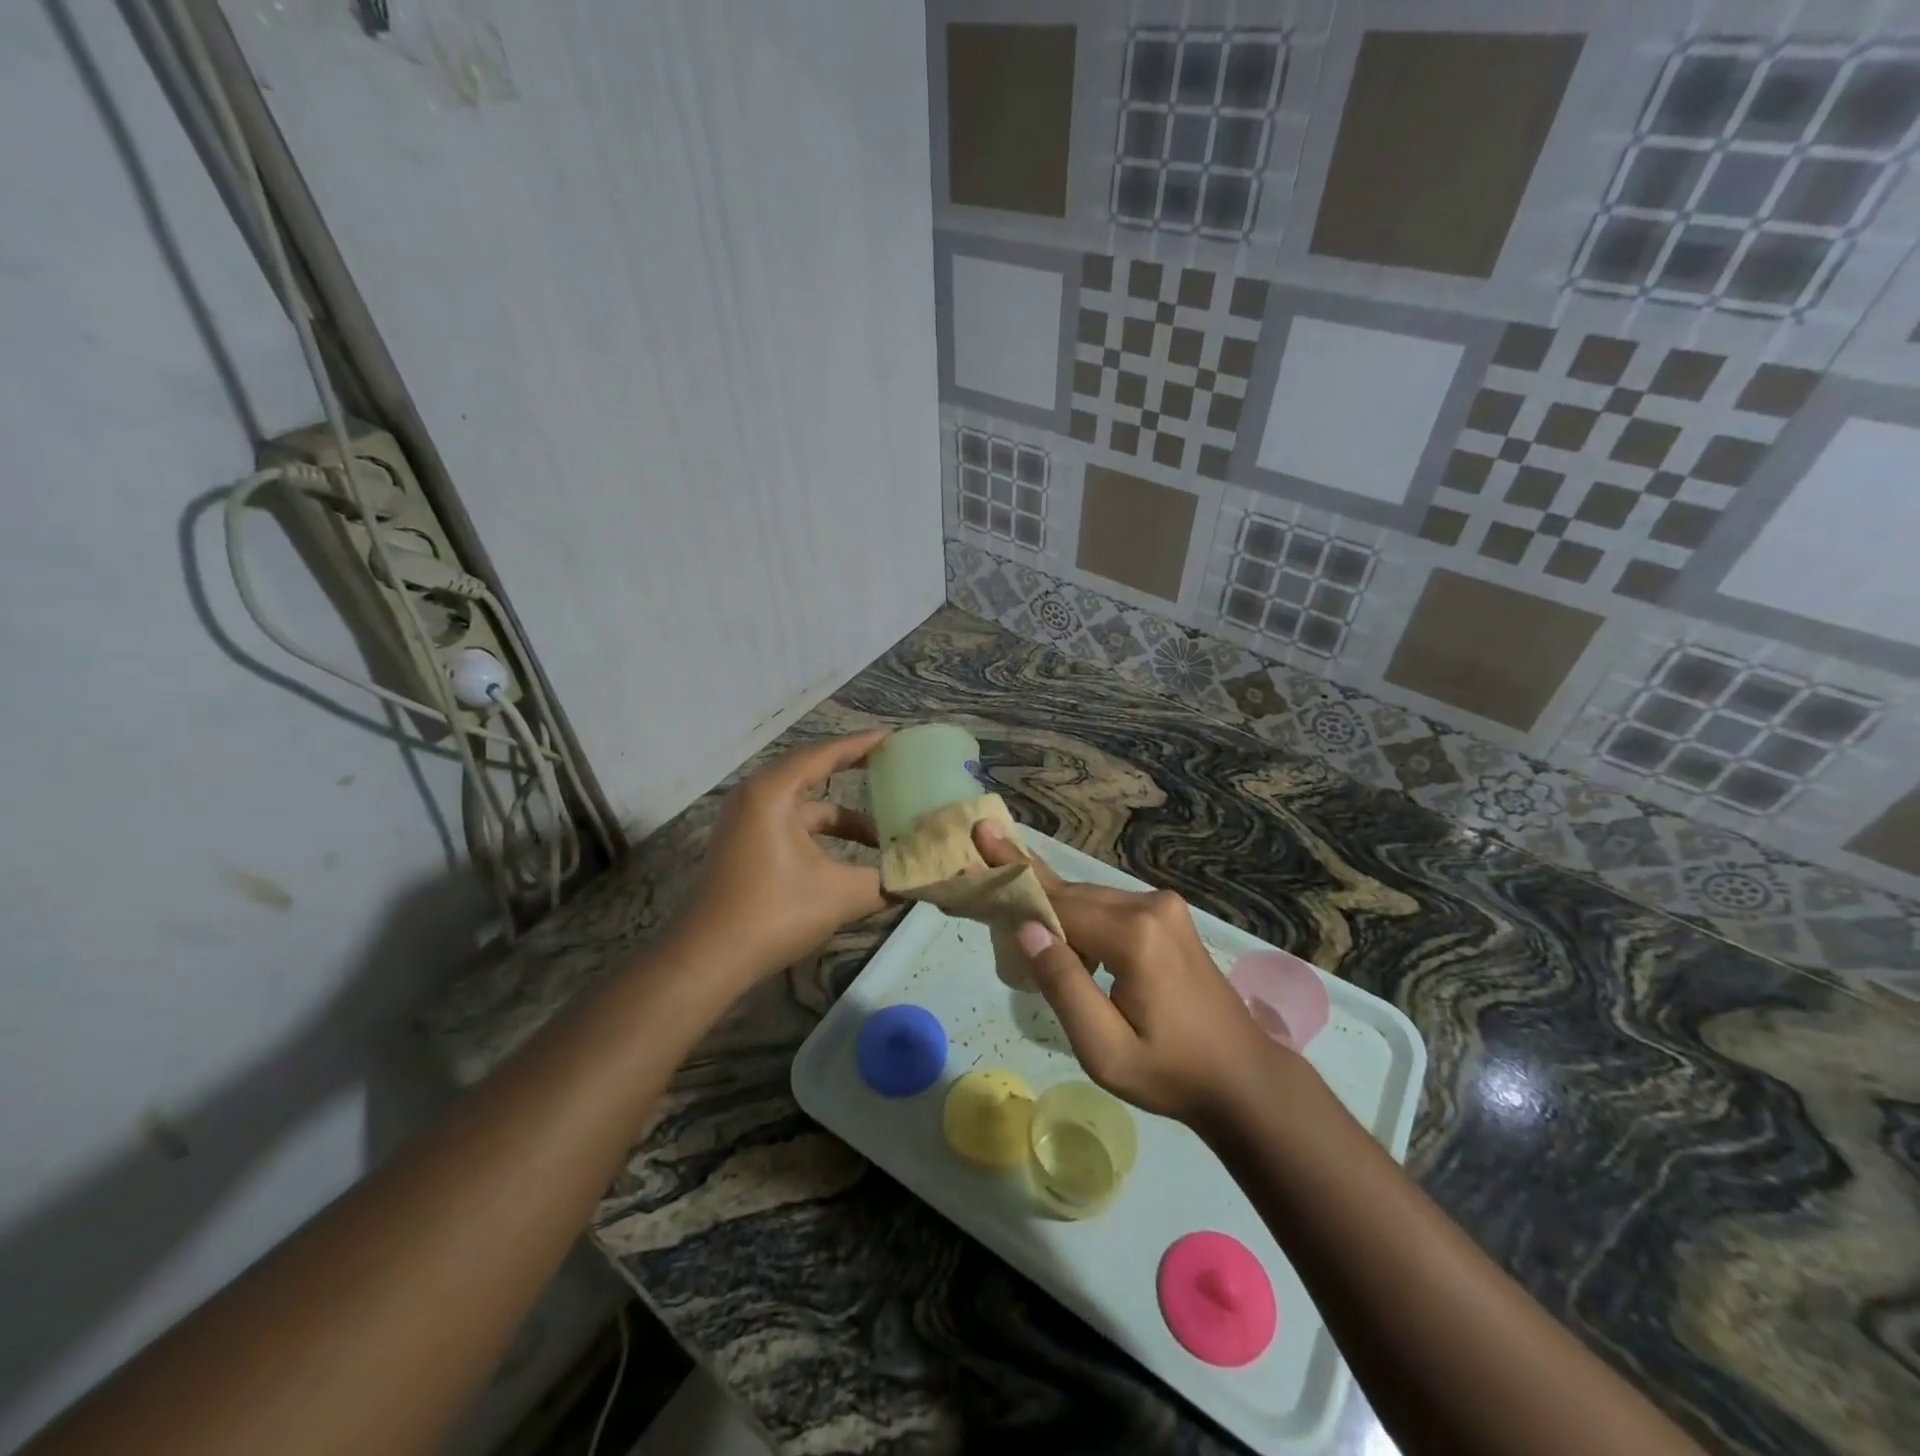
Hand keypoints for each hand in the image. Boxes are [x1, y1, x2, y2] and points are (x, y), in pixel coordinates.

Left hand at [670, 730, 891, 985]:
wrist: (707, 959)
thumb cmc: (773, 913)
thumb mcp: (840, 895)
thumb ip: (885, 883)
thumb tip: (921, 880)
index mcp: (773, 793)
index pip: (824, 754)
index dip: (861, 745)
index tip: (894, 738)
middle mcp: (756, 797)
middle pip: (813, 772)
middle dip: (854, 772)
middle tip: (892, 769)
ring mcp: (746, 821)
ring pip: (805, 806)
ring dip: (842, 818)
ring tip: (883, 833)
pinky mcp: (745, 844)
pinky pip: (792, 824)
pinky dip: (822, 834)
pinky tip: (850, 857)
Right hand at [974, 821, 1295, 1126]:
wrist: (1241, 1076)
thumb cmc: (1169, 1072)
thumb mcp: (1105, 1049)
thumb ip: (1063, 985)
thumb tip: (1025, 928)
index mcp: (1134, 936)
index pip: (1058, 906)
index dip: (1012, 888)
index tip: (973, 858)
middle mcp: (1150, 906)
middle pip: (1071, 895)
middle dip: (1026, 882)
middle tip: (983, 837)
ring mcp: (1163, 907)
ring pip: (1088, 898)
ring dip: (1050, 900)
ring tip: (1004, 869)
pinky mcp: (1167, 916)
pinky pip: (1108, 906)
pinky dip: (1076, 910)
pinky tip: (1051, 912)